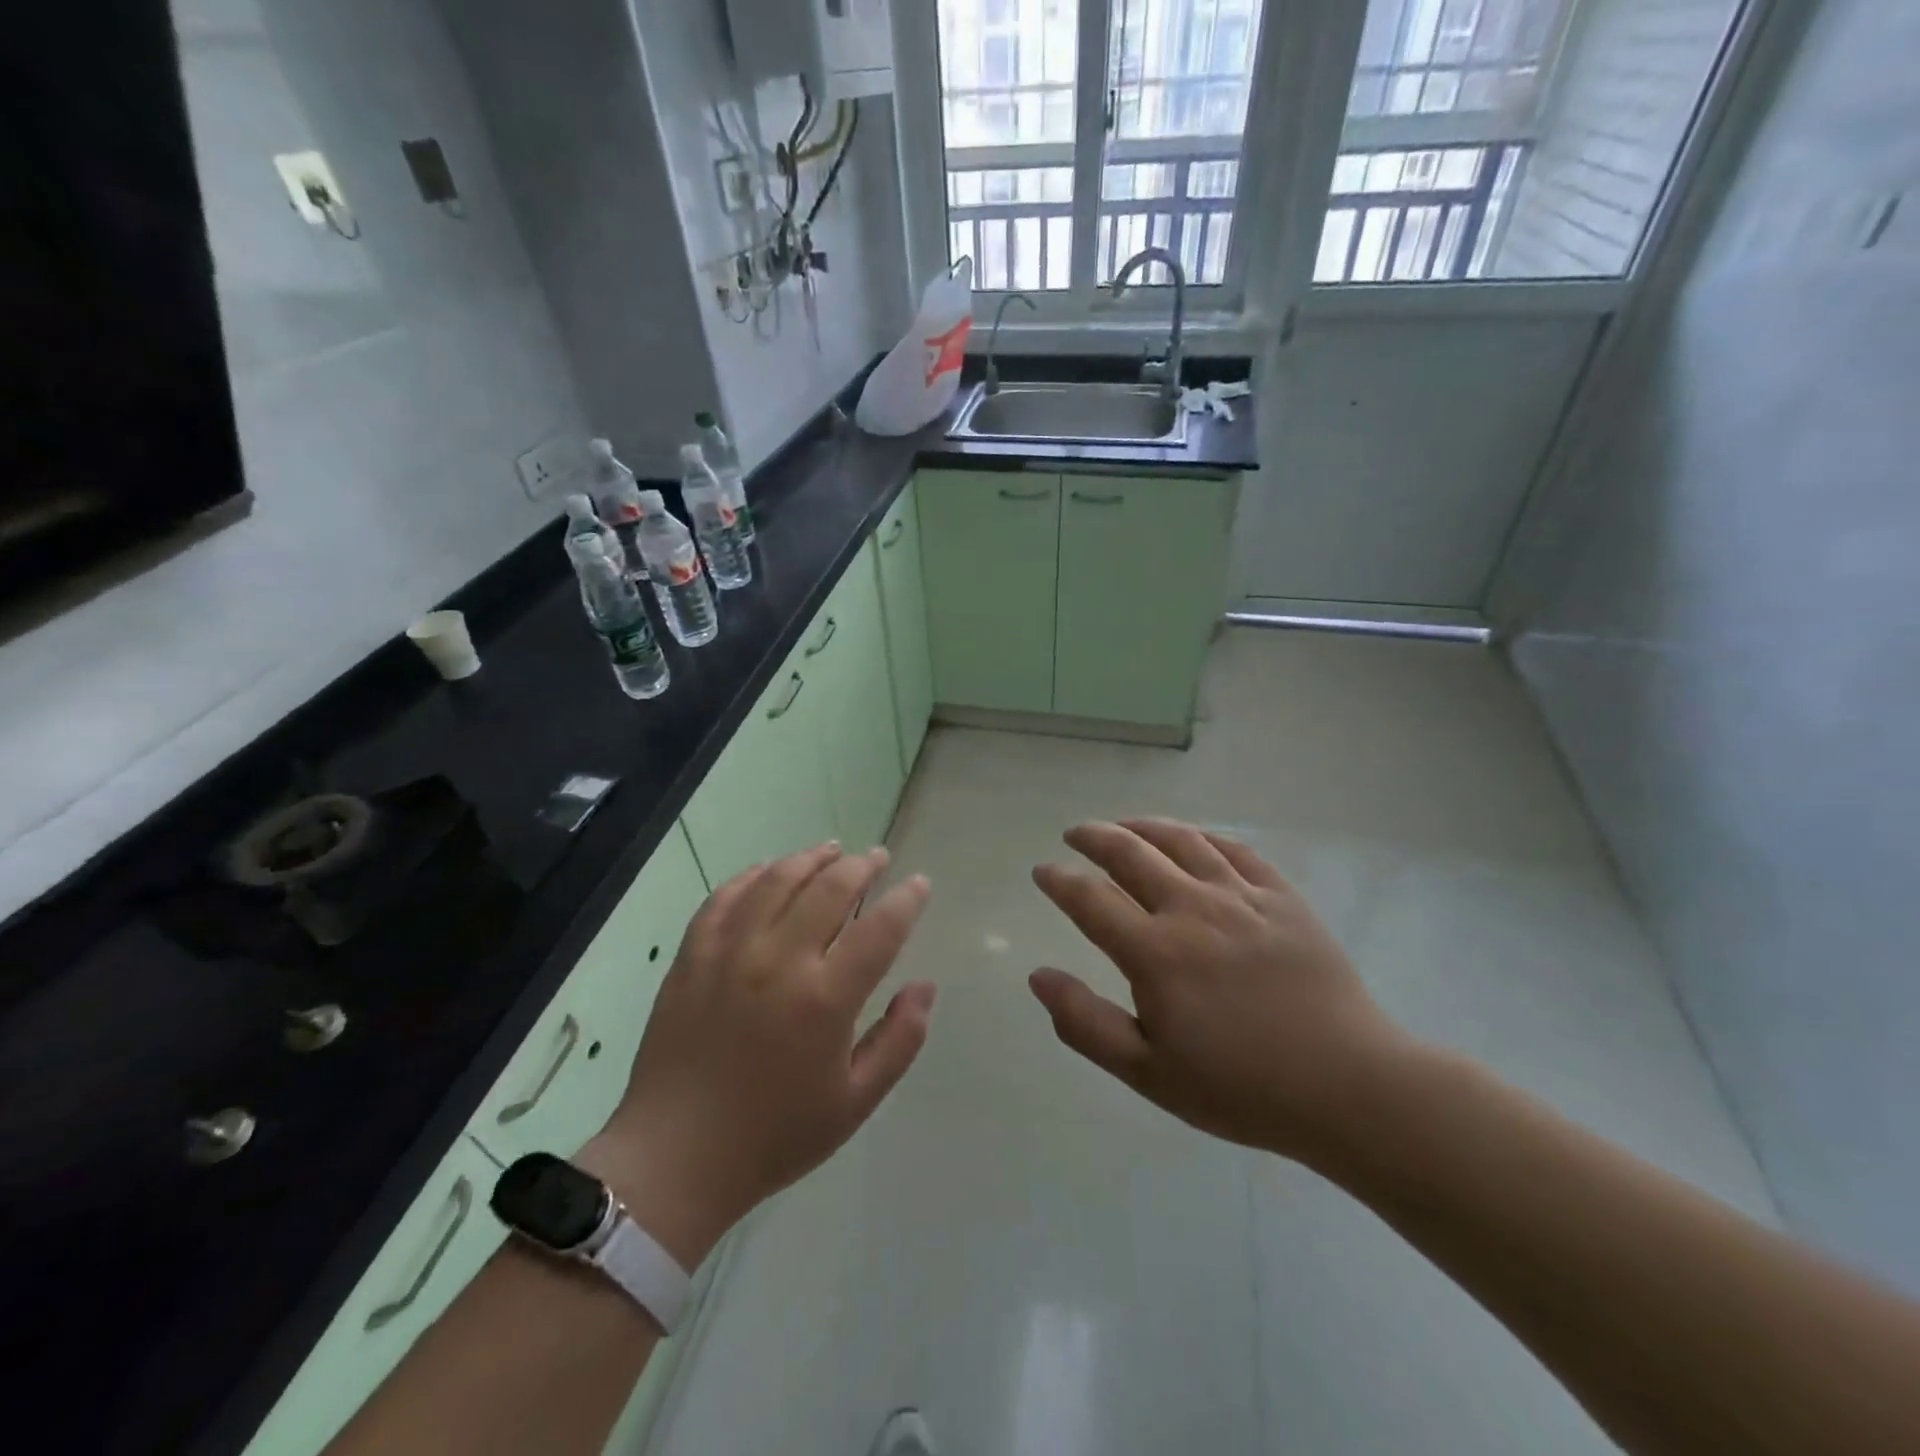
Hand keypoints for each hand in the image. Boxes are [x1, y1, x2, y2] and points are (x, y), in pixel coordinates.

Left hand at [582, 844, 934, 1266]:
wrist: (675, 1158)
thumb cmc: (774, 1135)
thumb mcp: (854, 1102)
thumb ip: (899, 1041)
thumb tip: (925, 986)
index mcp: (824, 1000)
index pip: (879, 929)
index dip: (906, 900)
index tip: (918, 884)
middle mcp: (779, 961)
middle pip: (830, 889)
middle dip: (862, 866)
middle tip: (878, 858)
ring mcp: (730, 953)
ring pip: (777, 881)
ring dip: (810, 858)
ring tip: (832, 849)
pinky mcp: (693, 956)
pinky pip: (725, 897)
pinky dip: (752, 876)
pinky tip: (768, 870)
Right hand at [1029, 819, 1410, 1166]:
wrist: (1347, 1087)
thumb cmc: (1240, 1087)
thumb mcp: (1148, 1073)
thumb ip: (1085, 1023)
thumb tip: (1038, 976)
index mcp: (1154, 952)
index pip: (1090, 899)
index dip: (1059, 880)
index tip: (1043, 871)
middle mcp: (1192, 909)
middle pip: (1130, 853)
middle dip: (1094, 837)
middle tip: (1075, 834)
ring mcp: (1241, 897)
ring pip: (1181, 841)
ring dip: (1143, 826)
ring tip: (1124, 825)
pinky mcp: (1282, 898)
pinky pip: (1235, 850)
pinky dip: (1203, 837)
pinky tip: (1192, 839)